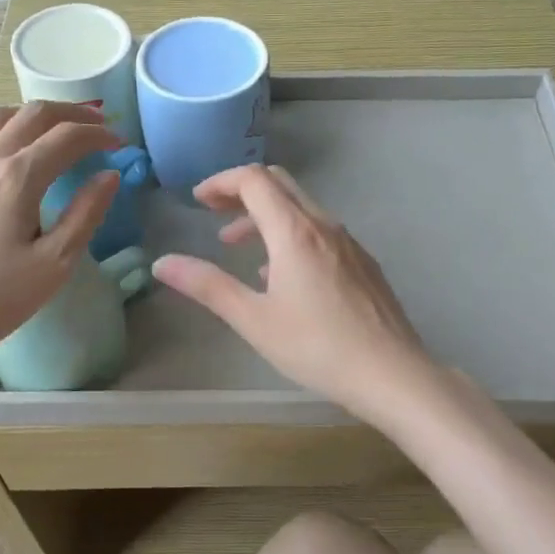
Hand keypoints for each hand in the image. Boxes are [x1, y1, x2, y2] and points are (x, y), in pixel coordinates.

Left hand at [0, 103, 119, 373]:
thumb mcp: (54, 263)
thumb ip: (85, 214)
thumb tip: (109, 176)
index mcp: (18, 177)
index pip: (67, 138)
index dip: (98, 134)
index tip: (119, 143)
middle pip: (32, 115)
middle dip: (70, 114)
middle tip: (95, 124)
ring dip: (29, 116)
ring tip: (49, 130)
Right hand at [153, 165, 435, 425]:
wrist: (392, 373)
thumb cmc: (317, 347)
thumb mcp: (254, 319)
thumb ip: (207, 286)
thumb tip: (162, 263)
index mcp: (294, 231)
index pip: (254, 180)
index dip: (221, 182)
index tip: (198, 201)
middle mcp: (324, 225)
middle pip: (280, 185)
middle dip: (242, 191)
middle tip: (214, 212)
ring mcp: (349, 243)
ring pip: (302, 209)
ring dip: (265, 217)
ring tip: (238, 247)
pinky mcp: (363, 263)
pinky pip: (320, 232)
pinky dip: (291, 235)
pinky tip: (282, 275)